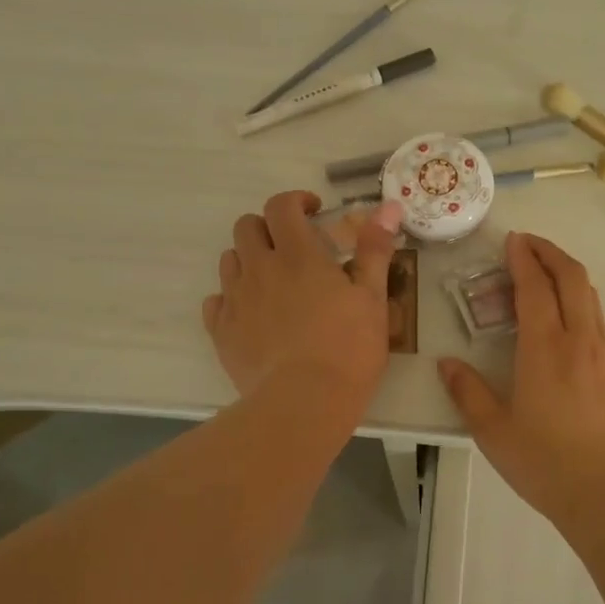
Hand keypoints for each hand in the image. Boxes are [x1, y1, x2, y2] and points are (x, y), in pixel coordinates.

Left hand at [203, 191, 403, 417]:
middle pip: (247, 226)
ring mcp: (235, 300)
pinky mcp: (222, 331)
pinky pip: (216, 301)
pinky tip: (253, 314)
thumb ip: (375, 249)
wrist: (304, 402)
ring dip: (249, 259)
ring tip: (274, 281)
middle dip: (268, 227)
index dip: (296, 201)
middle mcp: (259, 268)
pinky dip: (232, 298)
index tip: (314, 212)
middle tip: (292, 246)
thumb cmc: (348, 348)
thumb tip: (388, 206)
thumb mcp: (372, 297)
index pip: (282, 206)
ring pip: (230, 260)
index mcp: (297, 254)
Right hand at [439, 232, 604, 522]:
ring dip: (568, 273)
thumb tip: (446, 364)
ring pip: (591, 296)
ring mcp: (603, 354)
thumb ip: (467, 392)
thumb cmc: (543, 462)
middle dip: (551, 252)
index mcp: (545, 349)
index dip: (523, 259)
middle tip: (528, 244)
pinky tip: (566, 315)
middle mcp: (579, 340)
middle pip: (573, 277)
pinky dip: (580, 299)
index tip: (512, 241)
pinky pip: (598, 319)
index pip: (535, 287)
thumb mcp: (492, 430)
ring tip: (545, 271)